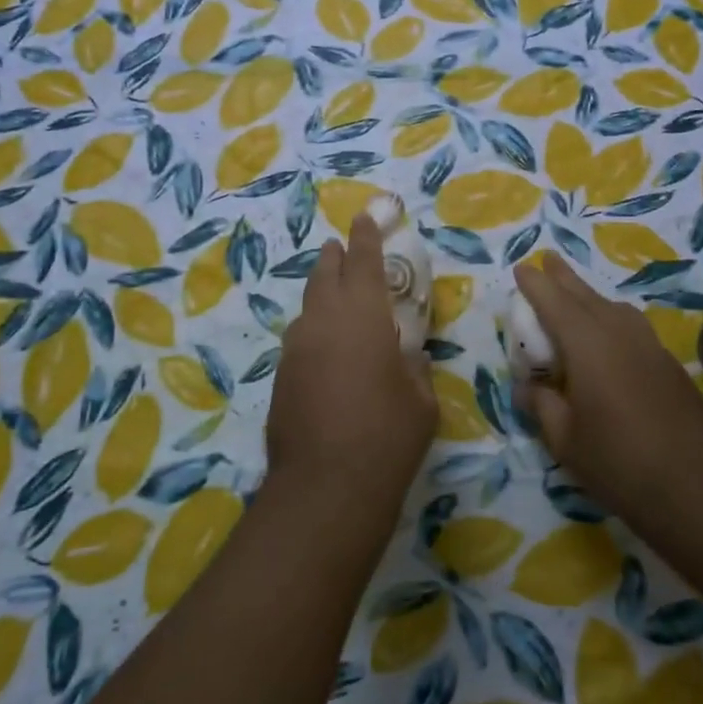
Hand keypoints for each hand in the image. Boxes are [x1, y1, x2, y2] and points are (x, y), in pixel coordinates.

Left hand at [266, 212, 437, 510]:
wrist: (325, 487)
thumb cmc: (387, 436)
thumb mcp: (421, 399)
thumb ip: (413, 366)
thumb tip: (406, 354)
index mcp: (362, 315)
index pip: (363, 261)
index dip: (366, 236)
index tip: (364, 217)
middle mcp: (323, 321)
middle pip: (325, 274)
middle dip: (336, 257)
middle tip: (342, 247)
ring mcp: (296, 348)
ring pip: (308, 306)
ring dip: (323, 293)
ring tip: (336, 296)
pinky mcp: (281, 376)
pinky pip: (301, 338)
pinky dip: (315, 330)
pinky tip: (326, 348)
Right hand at [513, 256, 702, 516]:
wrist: (697, 485)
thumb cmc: (618, 461)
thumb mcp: (564, 439)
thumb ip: (542, 405)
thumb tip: (527, 387)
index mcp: (586, 345)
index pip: (554, 303)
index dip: (536, 285)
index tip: (522, 268)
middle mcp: (618, 334)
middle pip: (586, 296)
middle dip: (564, 277)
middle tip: (549, 258)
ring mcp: (649, 346)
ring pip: (613, 308)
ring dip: (590, 295)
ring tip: (576, 293)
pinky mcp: (668, 364)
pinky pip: (632, 326)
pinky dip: (612, 317)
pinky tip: (611, 333)